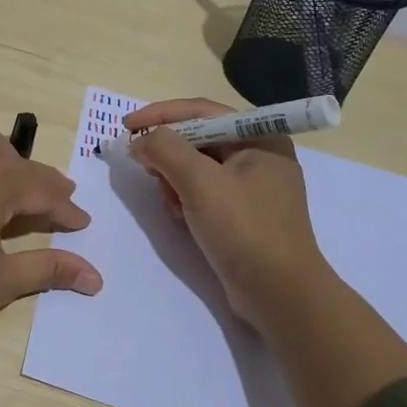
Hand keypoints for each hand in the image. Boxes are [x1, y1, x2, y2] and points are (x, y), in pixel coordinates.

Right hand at [122, 98, 324, 329]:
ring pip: (197, 169)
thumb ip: (165, 150)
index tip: (126, 127)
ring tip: (172, 205)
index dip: (160, 115)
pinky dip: (186, 201)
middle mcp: (259, 156)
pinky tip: (183, 221)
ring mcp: (252, 188)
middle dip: (169, 156)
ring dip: (175, 183)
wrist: (279, 294)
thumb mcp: (200, 183)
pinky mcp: (243, 215)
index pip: (201, 111)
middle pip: (198, 140)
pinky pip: (204, 194)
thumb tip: (140, 141)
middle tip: (147, 172)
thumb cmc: (244, 229)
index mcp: (261, 137)